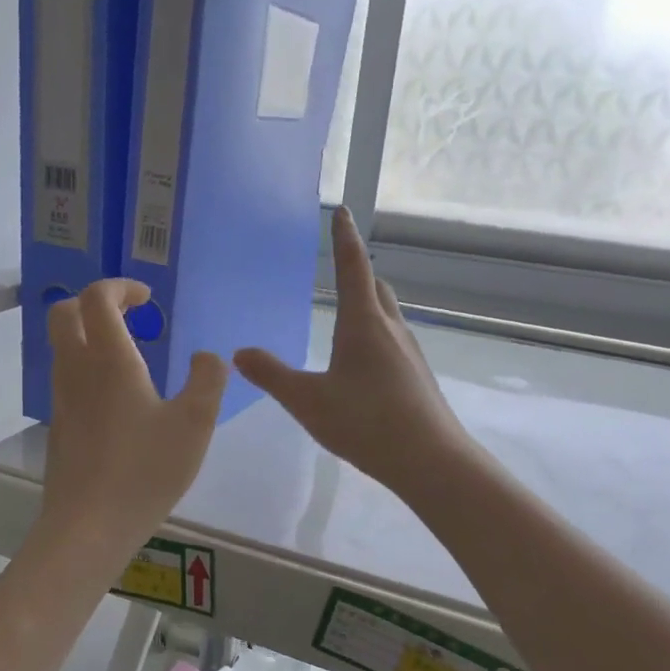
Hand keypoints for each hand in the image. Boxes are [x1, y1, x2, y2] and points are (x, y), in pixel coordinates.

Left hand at [39, 279, 226, 558]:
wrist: (89, 525)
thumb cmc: (146, 469)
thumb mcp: (194, 423)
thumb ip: (207, 381)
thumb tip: (206, 357)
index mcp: (108, 359)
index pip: (97, 297)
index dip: (120, 286)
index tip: (147, 298)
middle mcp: (76, 370)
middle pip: (63, 313)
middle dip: (93, 303)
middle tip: (129, 317)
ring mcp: (61, 400)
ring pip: (62, 348)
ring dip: (89, 336)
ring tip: (130, 358)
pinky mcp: (58, 427)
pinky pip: (67, 379)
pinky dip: (87, 368)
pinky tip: (120, 401)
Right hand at [234, 209, 470, 500]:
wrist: (430, 460)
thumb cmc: (366, 423)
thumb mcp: (308, 401)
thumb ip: (272, 376)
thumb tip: (239, 353)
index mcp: (363, 323)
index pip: (353, 266)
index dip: (345, 238)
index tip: (343, 210)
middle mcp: (391, 329)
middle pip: (376, 287)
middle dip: (358, 271)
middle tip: (340, 268)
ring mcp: (409, 352)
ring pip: (388, 314)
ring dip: (368, 305)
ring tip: (346, 316)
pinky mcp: (417, 376)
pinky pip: (393, 341)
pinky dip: (376, 335)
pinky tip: (363, 364)